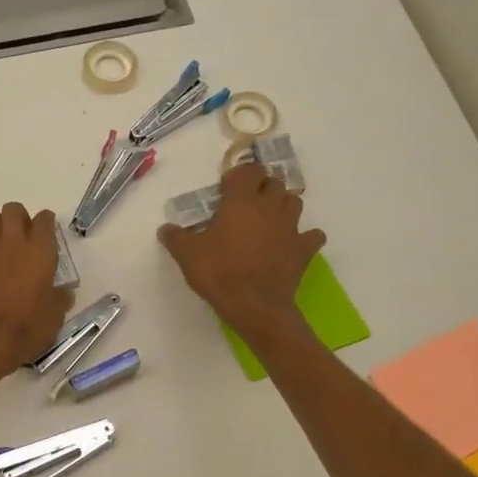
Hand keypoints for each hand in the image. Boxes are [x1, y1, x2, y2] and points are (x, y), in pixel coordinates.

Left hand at [0, 203, 74, 384]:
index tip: (48, 231)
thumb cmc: (26, 328)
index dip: (46, 221)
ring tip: (1, 245)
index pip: (44, 220)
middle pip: (13, 210)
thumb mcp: (55, 317)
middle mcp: (12, 245)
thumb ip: (59, 299)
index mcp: (39, 252)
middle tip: (24, 235)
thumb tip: (63, 293)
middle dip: (19, 216)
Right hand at [158, 164, 324, 339]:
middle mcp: (270, 207)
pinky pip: (311, 235)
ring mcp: (291, 228)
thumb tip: (166, 228)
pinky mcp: (304, 250)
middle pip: (274, 183)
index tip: (226, 188)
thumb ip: (175, 237)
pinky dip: (304, 236)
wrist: (255, 306)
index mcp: (242, 201)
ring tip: (267, 219)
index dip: (239, 174)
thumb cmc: (219, 272)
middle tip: (245, 204)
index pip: (249, 170)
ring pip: (294, 202)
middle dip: (262, 188)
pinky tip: (291, 243)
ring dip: (282, 205)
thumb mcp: (186, 254)